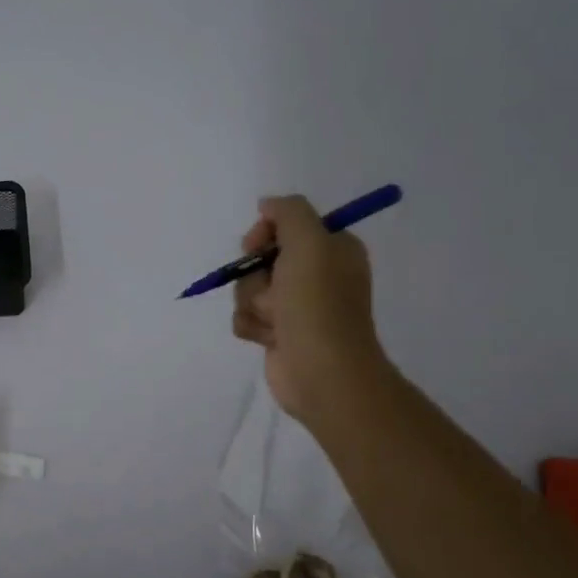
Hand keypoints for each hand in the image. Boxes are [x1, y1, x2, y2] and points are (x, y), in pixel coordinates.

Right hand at [231, 195, 386, 422]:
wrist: (321, 371)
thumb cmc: (317, 304)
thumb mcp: (309, 241)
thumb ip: (288, 211)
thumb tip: (267, 205)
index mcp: (332, 249)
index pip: (285, 225)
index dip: (265, 234)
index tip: (257, 246)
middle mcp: (316, 274)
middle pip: (260, 259)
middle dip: (256, 276)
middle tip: (275, 293)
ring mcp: (296, 306)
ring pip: (248, 289)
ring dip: (253, 303)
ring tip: (274, 321)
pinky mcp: (278, 333)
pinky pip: (246, 317)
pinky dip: (251, 326)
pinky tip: (268, 338)